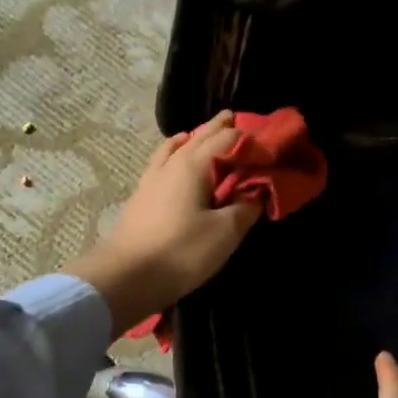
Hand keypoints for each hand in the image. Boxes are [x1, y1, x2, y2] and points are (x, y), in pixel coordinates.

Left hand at [63, 112, 262, 337]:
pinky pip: (162, 162)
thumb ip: (245, 207)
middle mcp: (171, 163)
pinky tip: (174, 160)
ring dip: (194, 138)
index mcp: (194, 164)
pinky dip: (175, 153)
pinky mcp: (142, 196)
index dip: (251, 139)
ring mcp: (151, 178)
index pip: (228, 138)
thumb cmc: (181, 252)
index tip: (270, 144)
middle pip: (199, 136)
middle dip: (221, 128)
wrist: (126, 276)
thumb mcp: (224, 232)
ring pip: (176, 147)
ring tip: (204, 135)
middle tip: (237, 120)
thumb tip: (258, 191)